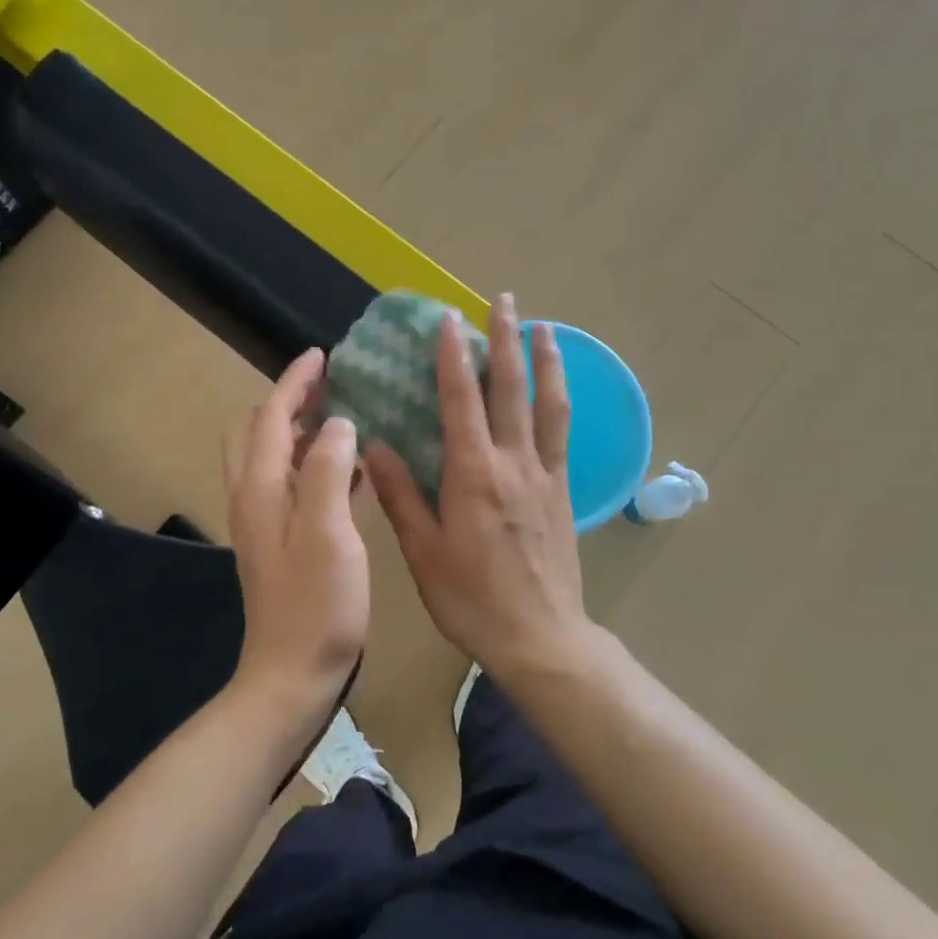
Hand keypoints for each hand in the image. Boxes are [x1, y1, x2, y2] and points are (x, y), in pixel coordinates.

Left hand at [224, 348, 370, 730]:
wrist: (292, 674)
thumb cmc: (316, 606)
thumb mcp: (328, 534)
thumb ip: (326, 471)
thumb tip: (337, 424)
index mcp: (261, 489)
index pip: (270, 417)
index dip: (294, 382)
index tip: (322, 354)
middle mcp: (255, 498)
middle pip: (261, 433)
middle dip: (290, 402)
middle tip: (331, 386)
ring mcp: (267, 523)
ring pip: (276, 459)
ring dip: (303, 431)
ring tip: (345, 416)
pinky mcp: (284, 544)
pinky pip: (295, 487)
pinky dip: (315, 466)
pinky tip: (353, 472)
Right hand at [364, 293, 594, 681]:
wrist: (540, 638)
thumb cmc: (472, 599)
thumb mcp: (423, 552)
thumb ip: (400, 495)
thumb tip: (374, 446)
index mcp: (474, 474)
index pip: (462, 400)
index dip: (454, 356)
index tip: (449, 319)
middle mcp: (513, 463)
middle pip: (512, 389)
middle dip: (507, 340)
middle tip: (506, 300)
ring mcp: (544, 476)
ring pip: (548, 406)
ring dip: (546, 362)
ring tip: (546, 328)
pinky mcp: (563, 494)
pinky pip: (562, 436)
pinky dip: (559, 403)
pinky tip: (556, 392)